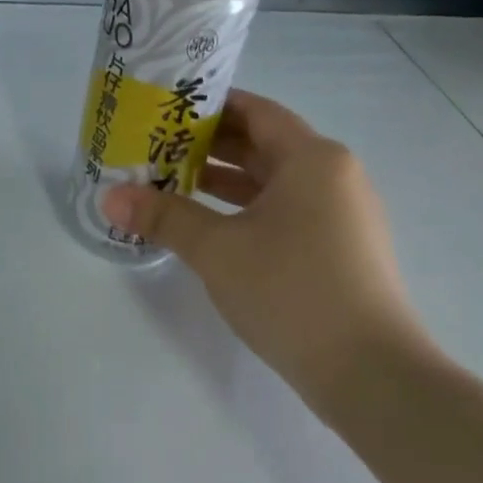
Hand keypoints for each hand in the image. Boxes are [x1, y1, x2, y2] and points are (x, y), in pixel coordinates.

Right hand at [102, 90, 432, 418]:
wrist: (372, 376)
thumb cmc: (292, 290)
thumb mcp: (217, 249)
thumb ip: (164, 216)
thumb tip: (110, 197)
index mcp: (312, 159)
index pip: (256, 111)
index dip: (211, 106)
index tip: (167, 109)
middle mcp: (333, 176)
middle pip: (264, 144)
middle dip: (210, 144)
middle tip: (157, 145)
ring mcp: (342, 215)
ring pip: (274, 181)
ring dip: (225, 180)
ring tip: (172, 182)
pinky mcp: (341, 250)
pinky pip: (286, 211)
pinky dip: (247, 209)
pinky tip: (210, 225)